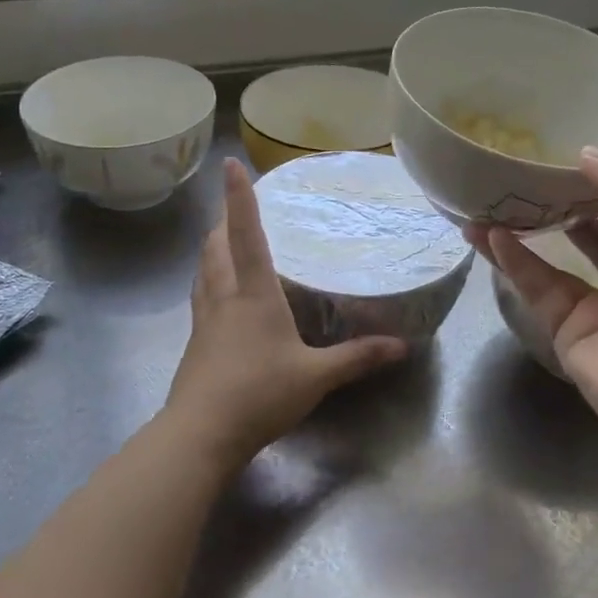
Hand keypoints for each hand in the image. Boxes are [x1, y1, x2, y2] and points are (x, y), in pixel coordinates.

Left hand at [165, 159, 407, 471]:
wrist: (201, 433)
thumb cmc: (259, 394)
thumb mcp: (316, 376)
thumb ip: (357, 358)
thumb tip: (402, 346)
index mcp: (252, 294)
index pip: (245, 234)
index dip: (239, 198)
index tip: (230, 165)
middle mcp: (223, 298)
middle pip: (214, 248)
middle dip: (221, 222)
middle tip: (234, 209)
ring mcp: (203, 321)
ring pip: (202, 272)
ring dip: (210, 250)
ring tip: (222, 242)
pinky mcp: (195, 344)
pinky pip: (200, 298)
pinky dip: (209, 282)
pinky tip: (219, 298)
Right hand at [472, 150, 597, 472]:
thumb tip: (588, 152)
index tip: (569, 155)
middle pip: (591, 235)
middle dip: (561, 206)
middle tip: (524, 174)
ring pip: (555, 260)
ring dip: (525, 231)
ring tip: (491, 197)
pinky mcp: (566, 330)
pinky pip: (537, 287)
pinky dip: (513, 260)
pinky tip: (488, 232)